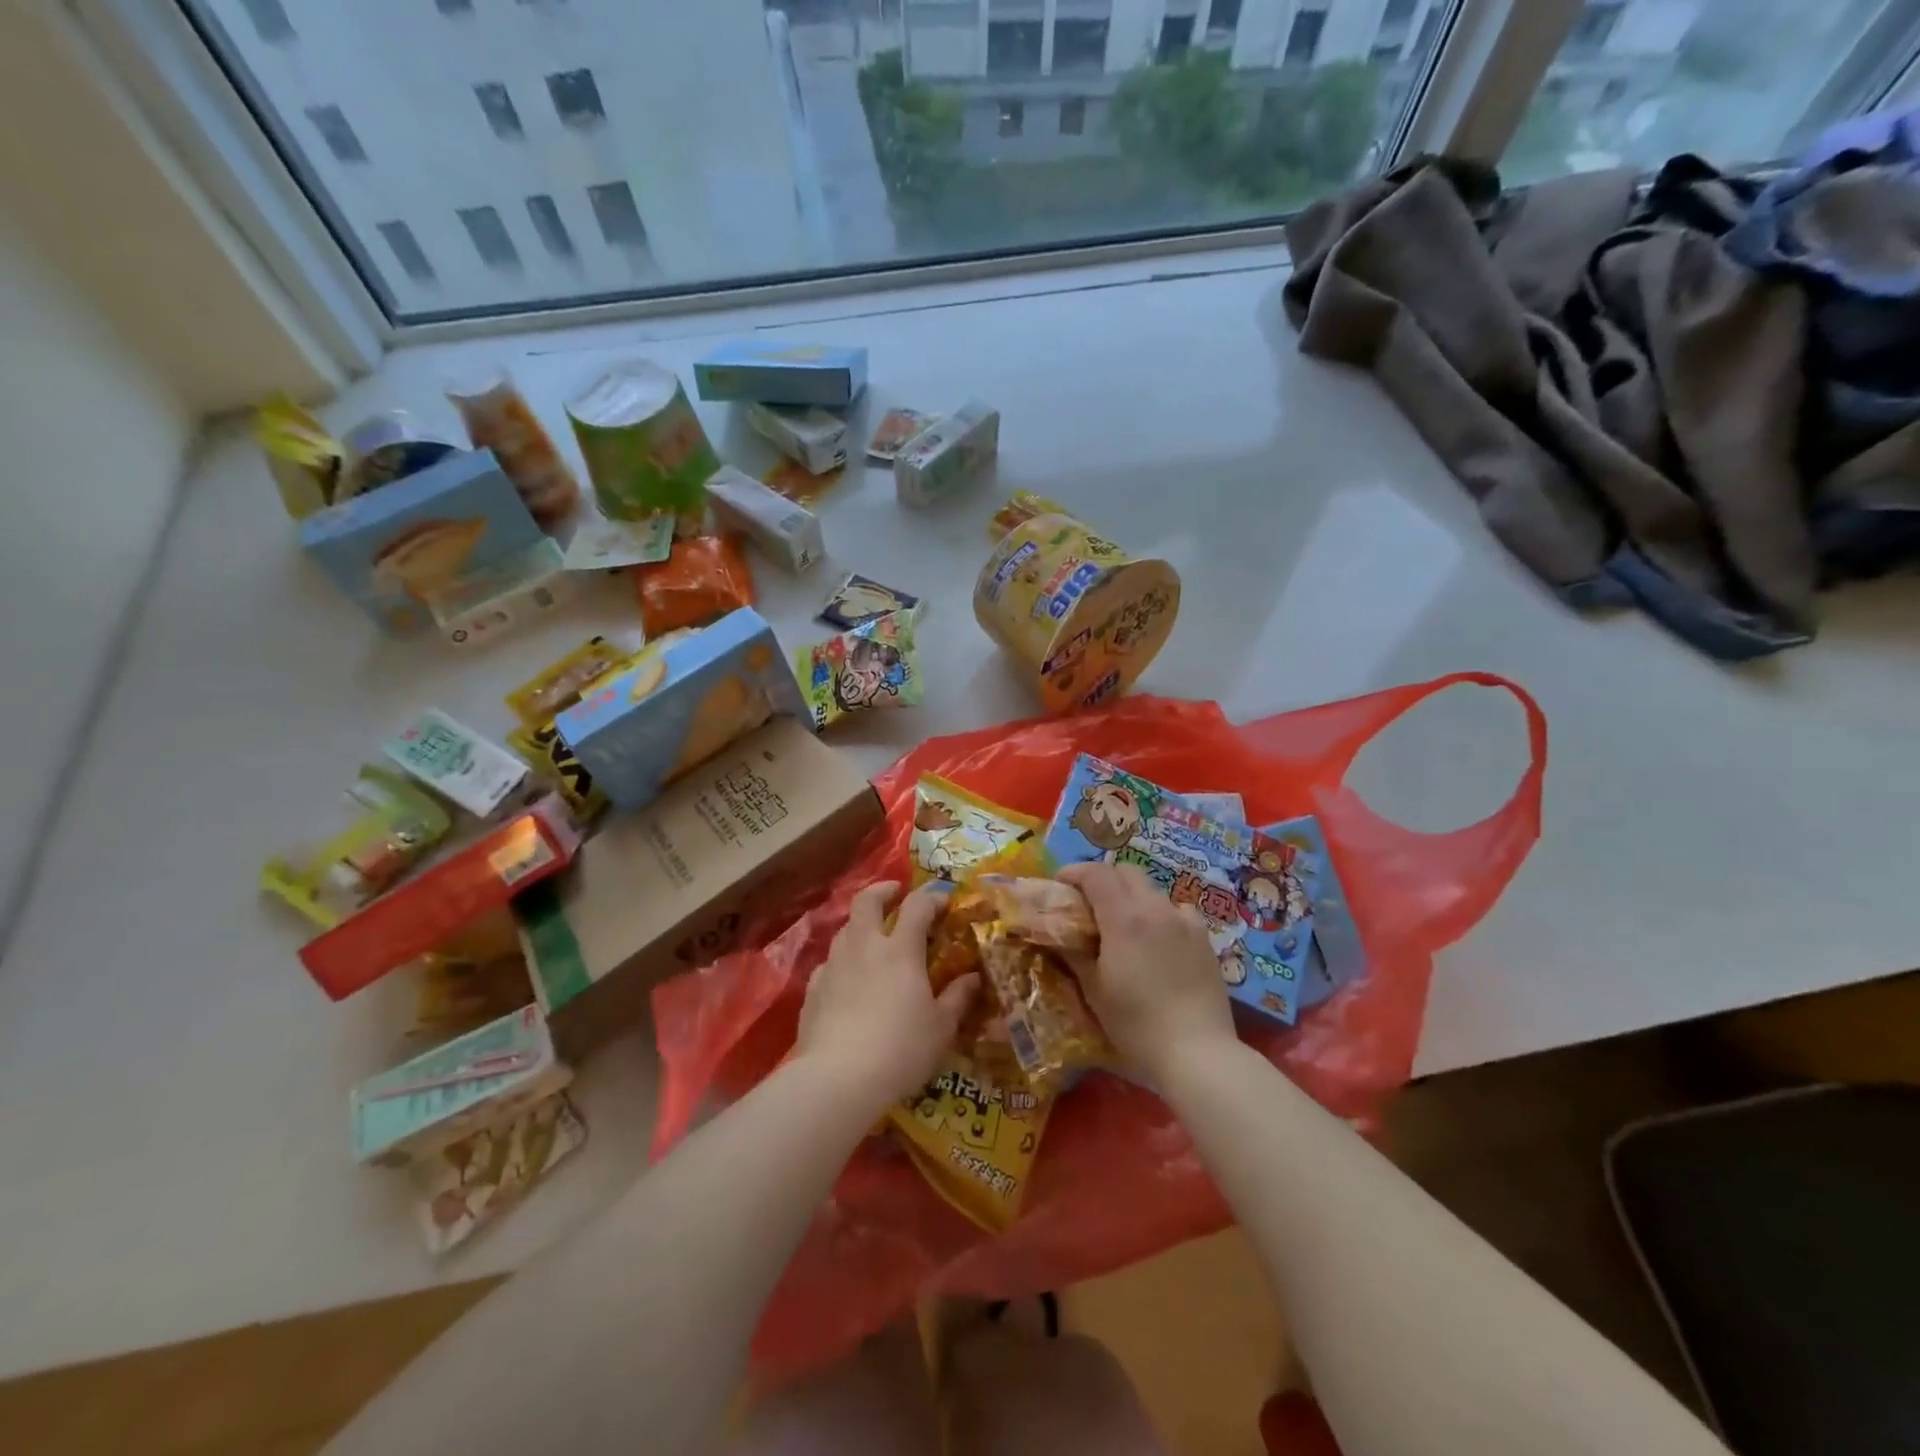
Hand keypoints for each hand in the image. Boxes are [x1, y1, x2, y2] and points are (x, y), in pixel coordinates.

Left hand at [795, 881, 978, 1109]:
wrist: (838, 1078)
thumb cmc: (900, 1049)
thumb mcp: (941, 1028)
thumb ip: (957, 998)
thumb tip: (973, 978)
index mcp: (900, 950)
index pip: (917, 906)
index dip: (931, 897)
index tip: (943, 901)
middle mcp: (864, 947)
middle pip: (867, 901)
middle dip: (883, 890)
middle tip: (896, 893)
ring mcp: (834, 966)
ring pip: (845, 929)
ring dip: (861, 925)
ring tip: (874, 938)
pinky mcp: (813, 989)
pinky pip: (829, 963)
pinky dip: (843, 961)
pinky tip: (848, 980)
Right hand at [1057, 862, 1235, 1081]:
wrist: (1197, 1052)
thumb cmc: (1136, 1023)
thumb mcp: (1094, 990)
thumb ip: (1075, 953)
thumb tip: (1057, 934)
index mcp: (1125, 917)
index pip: (1096, 874)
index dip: (1074, 872)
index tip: (1059, 885)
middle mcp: (1156, 908)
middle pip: (1126, 872)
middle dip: (1103, 880)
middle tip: (1087, 903)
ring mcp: (1185, 920)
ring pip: (1152, 890)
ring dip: (1131, 897)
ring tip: (1122, 925)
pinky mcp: (1205, 938)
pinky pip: (1177, 911)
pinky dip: (1160, 914)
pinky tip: (1157, 940)